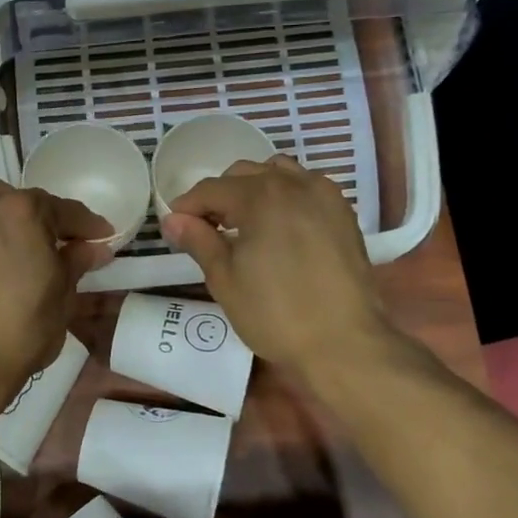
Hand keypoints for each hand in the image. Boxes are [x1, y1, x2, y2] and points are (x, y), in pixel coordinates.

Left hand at [0, 167, 108, 396]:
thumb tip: (94, 246)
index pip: (64, 210)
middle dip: (34, 215)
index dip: (85, 224)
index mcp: (25, 213)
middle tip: (40, 244)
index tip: (98, 236)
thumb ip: (75, 263)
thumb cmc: (20, 334)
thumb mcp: (62, 299)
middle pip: (17, 197)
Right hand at [159, 156, 392, 381]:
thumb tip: (173, 220)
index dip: (187, 206)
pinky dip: (284, 196)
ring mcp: (324, 196)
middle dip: (220, 196)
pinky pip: (305, 188)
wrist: (344, 343)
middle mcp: (294, 184)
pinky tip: (278, 227)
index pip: (212, 189)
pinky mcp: (343, 213)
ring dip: (253, 190)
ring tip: (244, 225)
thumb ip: (198, 241)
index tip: (174, 227)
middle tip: (206, 230)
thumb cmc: (275, 314)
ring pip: (277, 174)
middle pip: (244, 174)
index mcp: (261, 196)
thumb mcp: (225, 279)